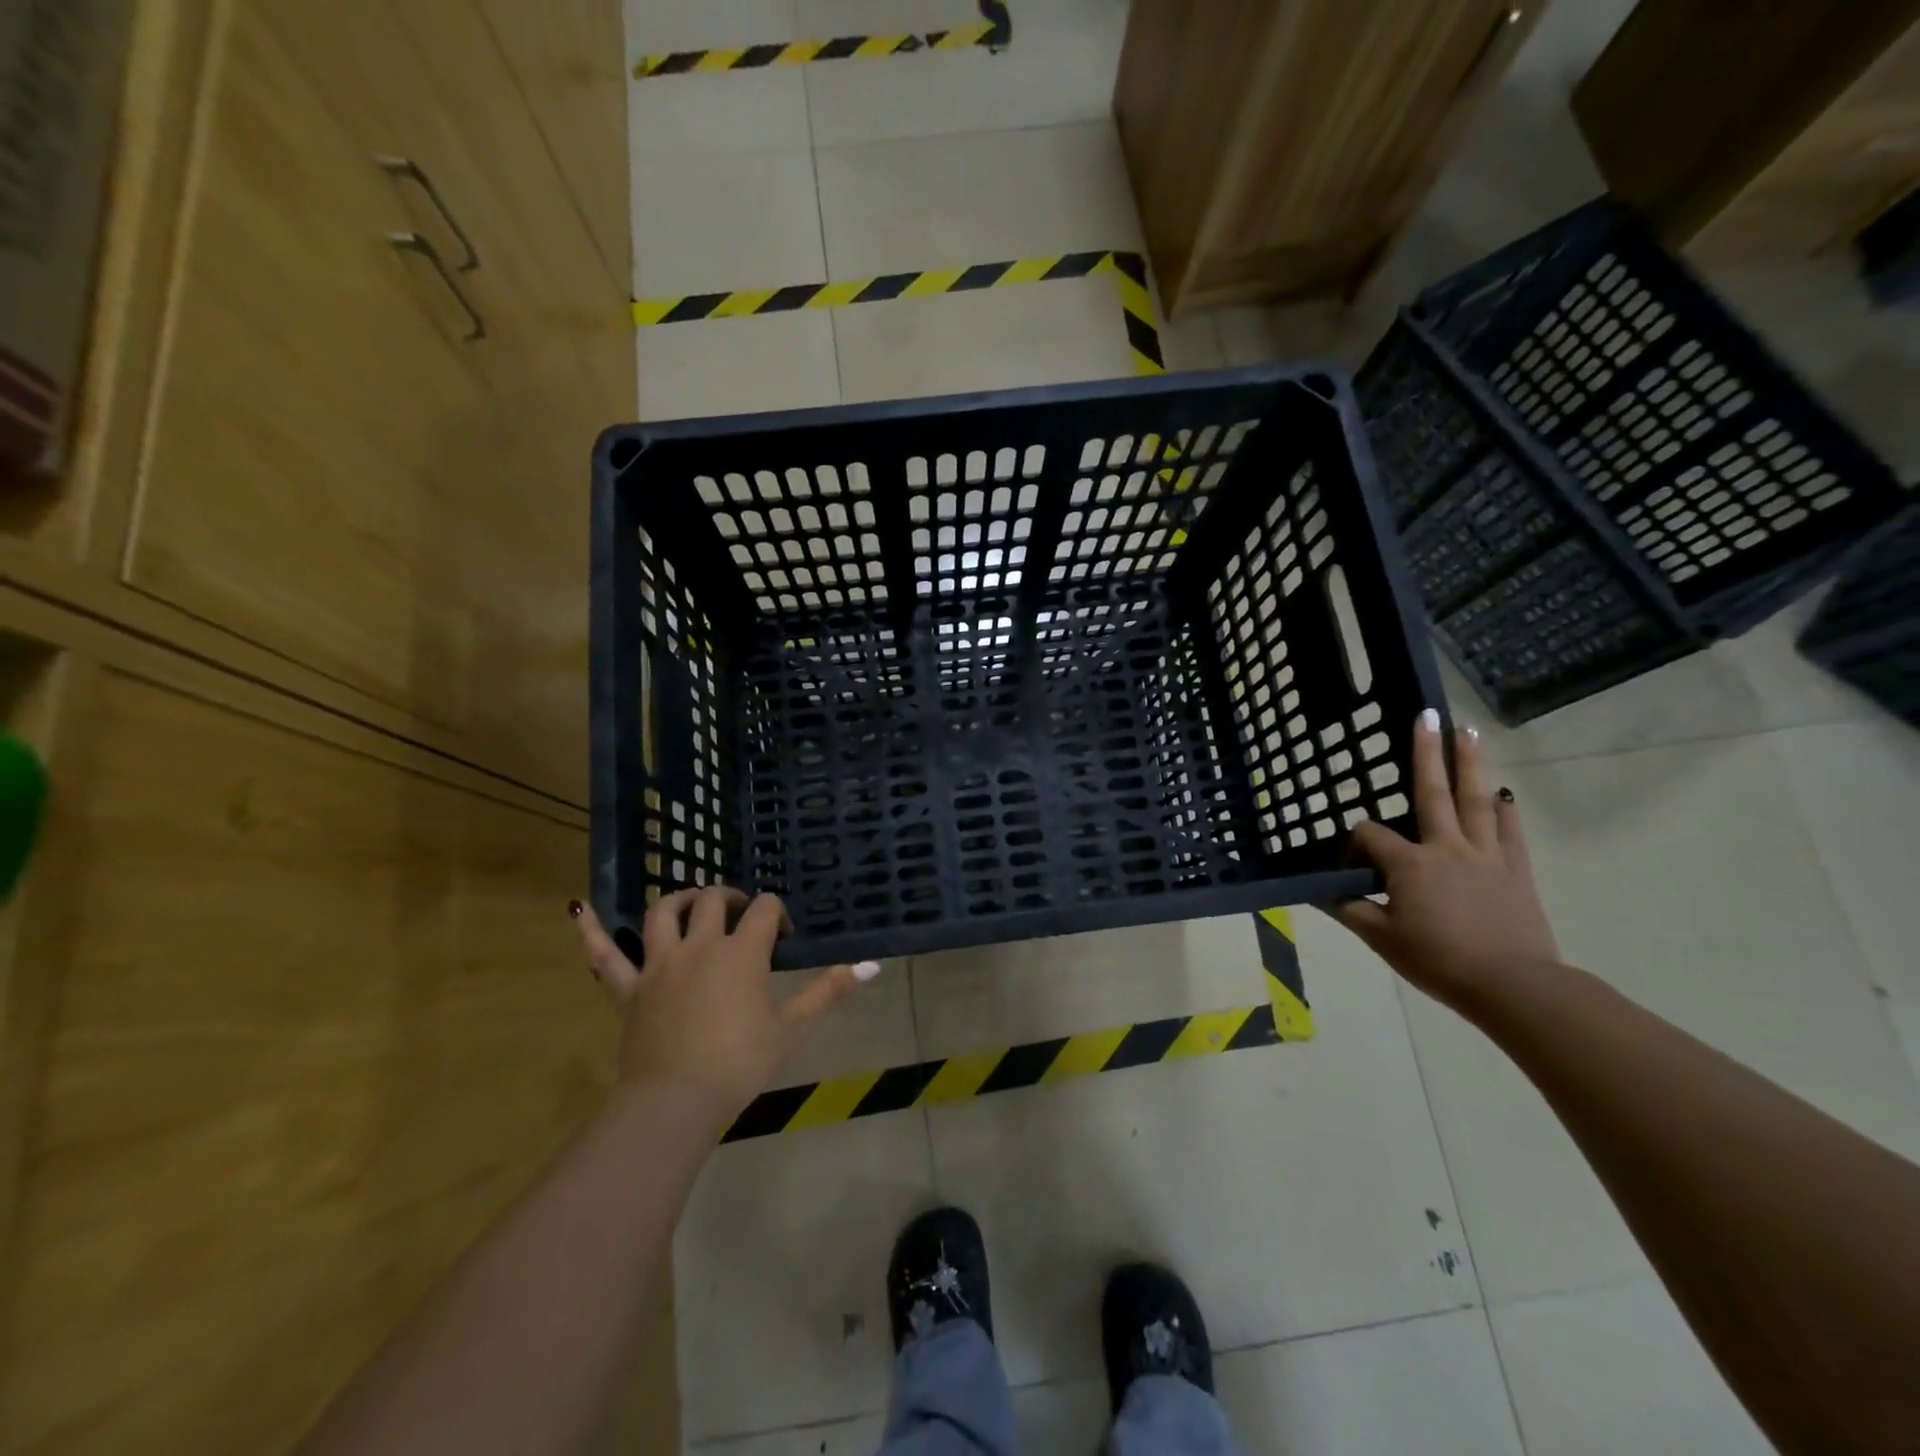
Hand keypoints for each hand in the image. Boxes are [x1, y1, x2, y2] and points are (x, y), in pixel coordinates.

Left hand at [571, 889, 873, 1122]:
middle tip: (743, 913)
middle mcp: (700, 945)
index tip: (785, 937)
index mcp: (742, 952)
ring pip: (663, 914)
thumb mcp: (792, 1028)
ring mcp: (659, 964)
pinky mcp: (629, 988)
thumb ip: (829, 991)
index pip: (765, 911)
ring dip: (679, 900)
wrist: (676, 1102)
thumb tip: (872, 966)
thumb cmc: (740, 1064)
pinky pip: (604, 956)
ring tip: (693, 903)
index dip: (778, 914)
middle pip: (714, 902)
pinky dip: (592, 931)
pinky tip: (579, 910)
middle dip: (732, 898)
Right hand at [1331, 711, 1560, 1012]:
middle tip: (1428, 714)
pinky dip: (1505, 810)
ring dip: (1470, 764)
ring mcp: (1486, 855)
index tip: (1351, 867)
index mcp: (1409, 864)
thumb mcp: (1382, 939)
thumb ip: (1351, 909)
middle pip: (1433, 792)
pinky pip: (1509, 832)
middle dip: (1427, 753)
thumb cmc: (1439, 960)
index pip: (1370, 835)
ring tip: (1468, 732)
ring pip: (1476, 801)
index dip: (1354, 844)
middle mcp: (1446, 847)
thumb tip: (1323, 892)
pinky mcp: (1515, 870)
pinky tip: (1503, 793)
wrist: (1513, 986)